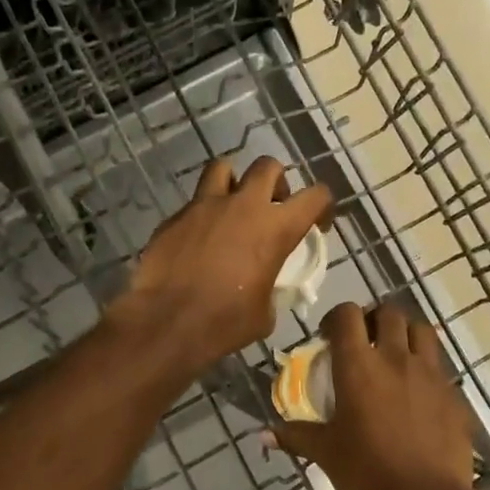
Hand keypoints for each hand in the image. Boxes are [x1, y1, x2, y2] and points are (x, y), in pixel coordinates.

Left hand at [110, 156, 331, 369]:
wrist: (166, 322)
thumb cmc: (225, 322)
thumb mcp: (265, 312)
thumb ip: (270, 286)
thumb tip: (262, 288)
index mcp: (276, 228)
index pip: (315, 195)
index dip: (323, 206)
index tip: (317, 225)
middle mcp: (243, 205)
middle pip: (268, 166)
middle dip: (276, 182)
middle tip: (273, 206)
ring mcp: (205, 206)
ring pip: (223, 168)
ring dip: (234, 182)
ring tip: (232, 208)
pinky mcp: (175, 217)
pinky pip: (194, 203)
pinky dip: (202, 215)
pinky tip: (198, 240)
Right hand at [269, 302, 483, 489]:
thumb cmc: (367, 476)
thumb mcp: (326, 454)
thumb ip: (296, 436)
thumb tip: (264, 434)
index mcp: (359, 366)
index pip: (347, 315)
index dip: (336, 318)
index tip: (329, 336)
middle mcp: (396, 358)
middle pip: (389, 312)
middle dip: (374, 320)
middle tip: (365, 342)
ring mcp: (431, 374)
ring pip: (422, 330)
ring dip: (406, 334)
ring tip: (395, 356)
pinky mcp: (455, 395)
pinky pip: (440, 368)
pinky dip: (427, 370)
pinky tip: (418, 396)